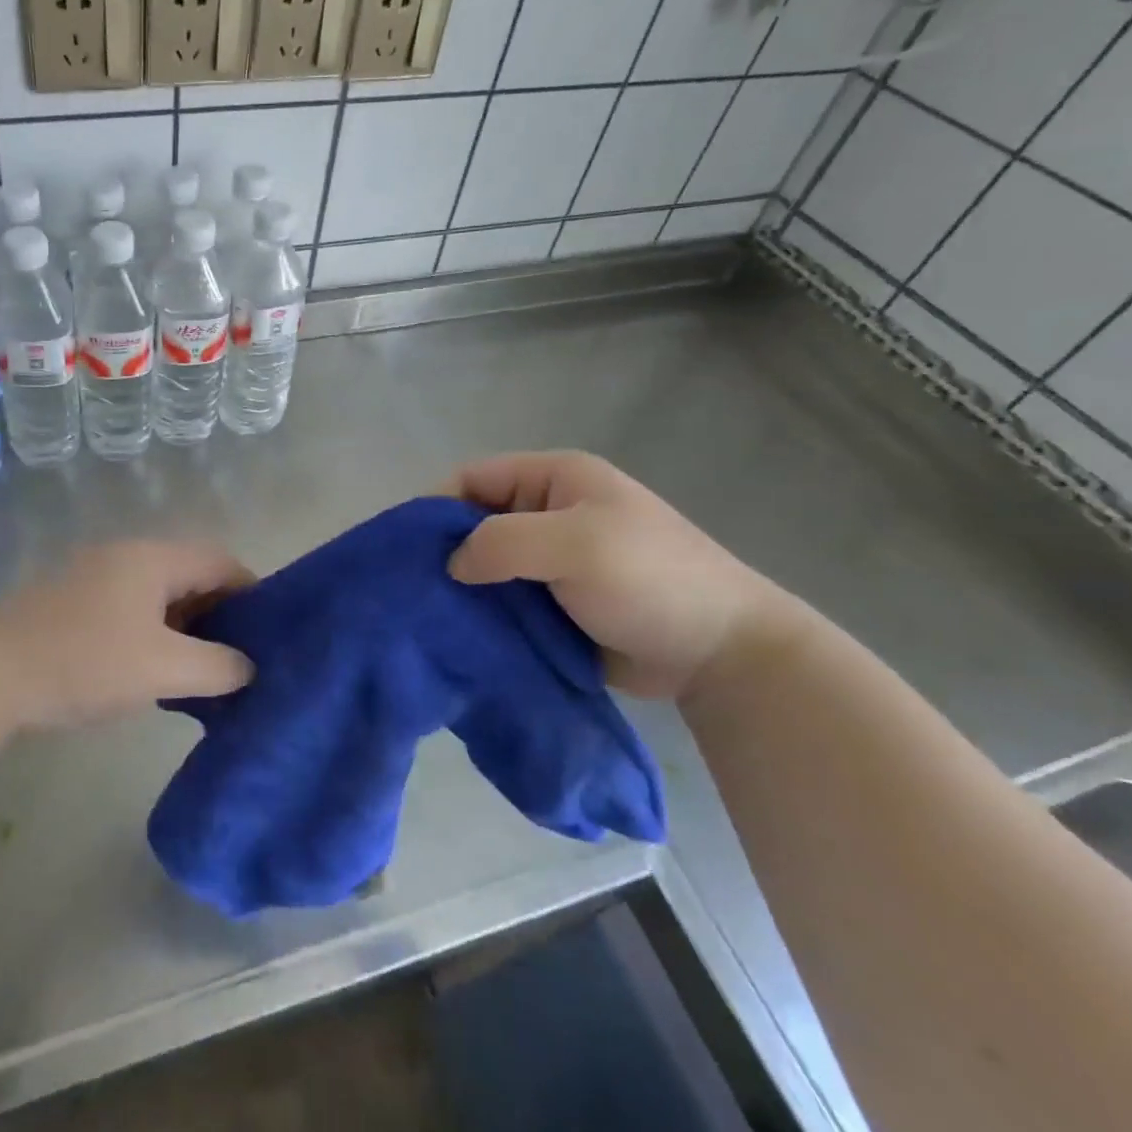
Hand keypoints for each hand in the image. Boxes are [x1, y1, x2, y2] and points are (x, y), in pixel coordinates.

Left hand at [0, 540, 254, 735]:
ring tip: (204, 671)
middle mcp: (126, 556)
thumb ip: (217, 667)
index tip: (271, 632)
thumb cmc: (83, 662)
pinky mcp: (72, 604)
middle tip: (241, 657)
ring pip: (159, 596)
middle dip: (220, 614)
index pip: (220, 560)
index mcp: (152, 558)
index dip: (252, 592)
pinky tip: (155, 671)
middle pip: (190, 575)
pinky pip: (131, 610)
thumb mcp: (161, 668)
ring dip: (186, 628)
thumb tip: (248, 667)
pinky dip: (155, 634)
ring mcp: (94, 578)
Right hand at [447, 451, 793, 699]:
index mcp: (554, 479)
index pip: (473, 477)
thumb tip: (453, 564)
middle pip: (474, 522)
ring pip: (486, 565)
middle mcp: (547, 513)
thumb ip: (503, 542)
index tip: (407, 548)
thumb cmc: (650, 579)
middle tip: (414, 588)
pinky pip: (504, 601)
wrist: (723, 654)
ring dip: (463, 588)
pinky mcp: (554, 604)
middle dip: (445, 551)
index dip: (436, 505)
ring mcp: (551, 562)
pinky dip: (483, 615)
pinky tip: (461, 636)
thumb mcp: (576, 544)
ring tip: (430, 617)